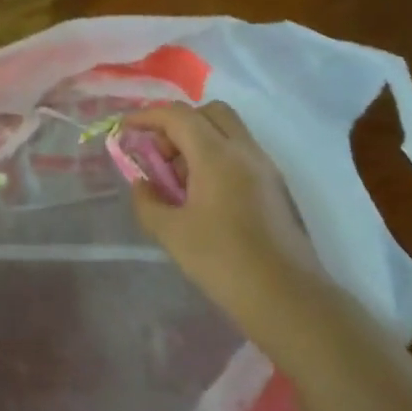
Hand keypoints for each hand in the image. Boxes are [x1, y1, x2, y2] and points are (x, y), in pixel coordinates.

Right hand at [123, 102, 326, 337]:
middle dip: (177, 123)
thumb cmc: (223, 262)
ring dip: (197, 140)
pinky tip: (202, 194)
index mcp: (217, 156)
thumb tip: (142, 184)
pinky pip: (240, 152)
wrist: (287, 298)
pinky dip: (215, 157)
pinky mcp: (274, 186)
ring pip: (228, 131)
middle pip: (209, 112)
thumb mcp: (171, 233)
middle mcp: (245, 151)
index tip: (124, 130)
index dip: (147, 116)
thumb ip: (148, 201)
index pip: (178, 116)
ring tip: (177, 179)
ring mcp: (265, 167)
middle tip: (158, 155)